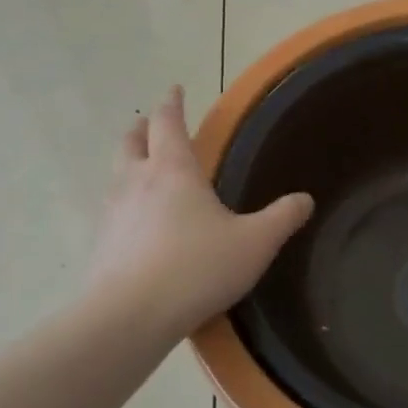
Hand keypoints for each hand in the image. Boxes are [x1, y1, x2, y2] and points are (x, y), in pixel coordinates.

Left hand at [85, 87, 312, 336]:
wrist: (129, 317)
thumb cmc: (197, 268)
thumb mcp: (255, 243)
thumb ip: (282, 218)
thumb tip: (305, 199)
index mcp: (173, 170)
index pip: (167, 122)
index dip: (172, 103)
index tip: (175, 90)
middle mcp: (136, 182)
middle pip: (131, 141)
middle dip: (141, 128)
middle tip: (150, 124)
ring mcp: (112, 212)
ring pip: (116, 173)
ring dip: (129, 162)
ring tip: (143, 169)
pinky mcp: (101, 244)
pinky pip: (112, 209)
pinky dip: (124, 201)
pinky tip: (138, 222)